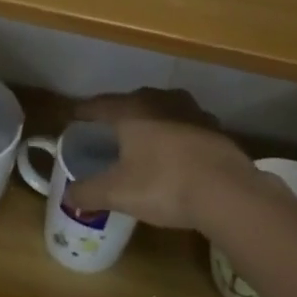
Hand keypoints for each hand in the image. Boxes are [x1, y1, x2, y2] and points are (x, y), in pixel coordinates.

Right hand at [61, 88, 260, 230]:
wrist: (228, 192)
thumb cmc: (164, 184)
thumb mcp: (118, 193)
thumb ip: (89, 192)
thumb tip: (68, 196)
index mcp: (132, 110)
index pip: (98, 105)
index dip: (83, 112)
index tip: (72, 118)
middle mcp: (160, 100)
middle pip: (131, 102)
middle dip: (118, 115)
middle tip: (106, 130)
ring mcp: (192, 111)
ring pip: (162, 110)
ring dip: (150, 122)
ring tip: (142, 139)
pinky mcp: (215, 127)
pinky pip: (186, 126)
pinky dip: (175, 135)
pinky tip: (175, 152)